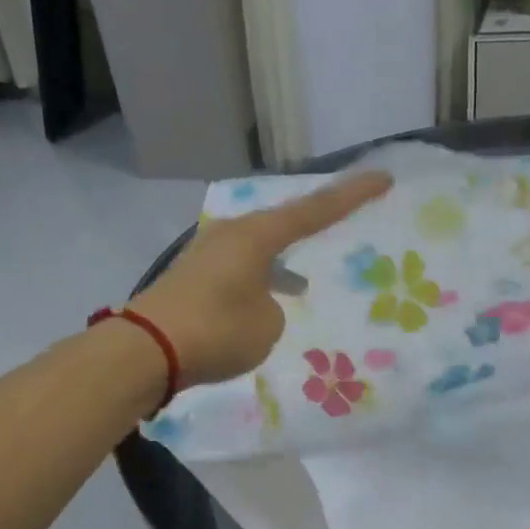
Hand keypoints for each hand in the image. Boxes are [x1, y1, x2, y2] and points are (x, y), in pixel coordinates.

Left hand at [132, 170, 392, 387]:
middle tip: (341, 221)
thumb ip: (274, 309)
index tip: (382, 178)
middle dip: (312, 227)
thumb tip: (259, 304)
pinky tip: (264, 303)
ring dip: (281, 263)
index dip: (351, 196)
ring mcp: (207, 253)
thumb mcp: (267, 326)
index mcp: (255, 236)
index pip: (315, 210)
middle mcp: (231, 234)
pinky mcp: (193, 276)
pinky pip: (239, 270)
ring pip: (258, 250)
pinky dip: (258, 280)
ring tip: (301, 284)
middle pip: (282, 224)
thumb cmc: (216, 331)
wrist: (147, 349)